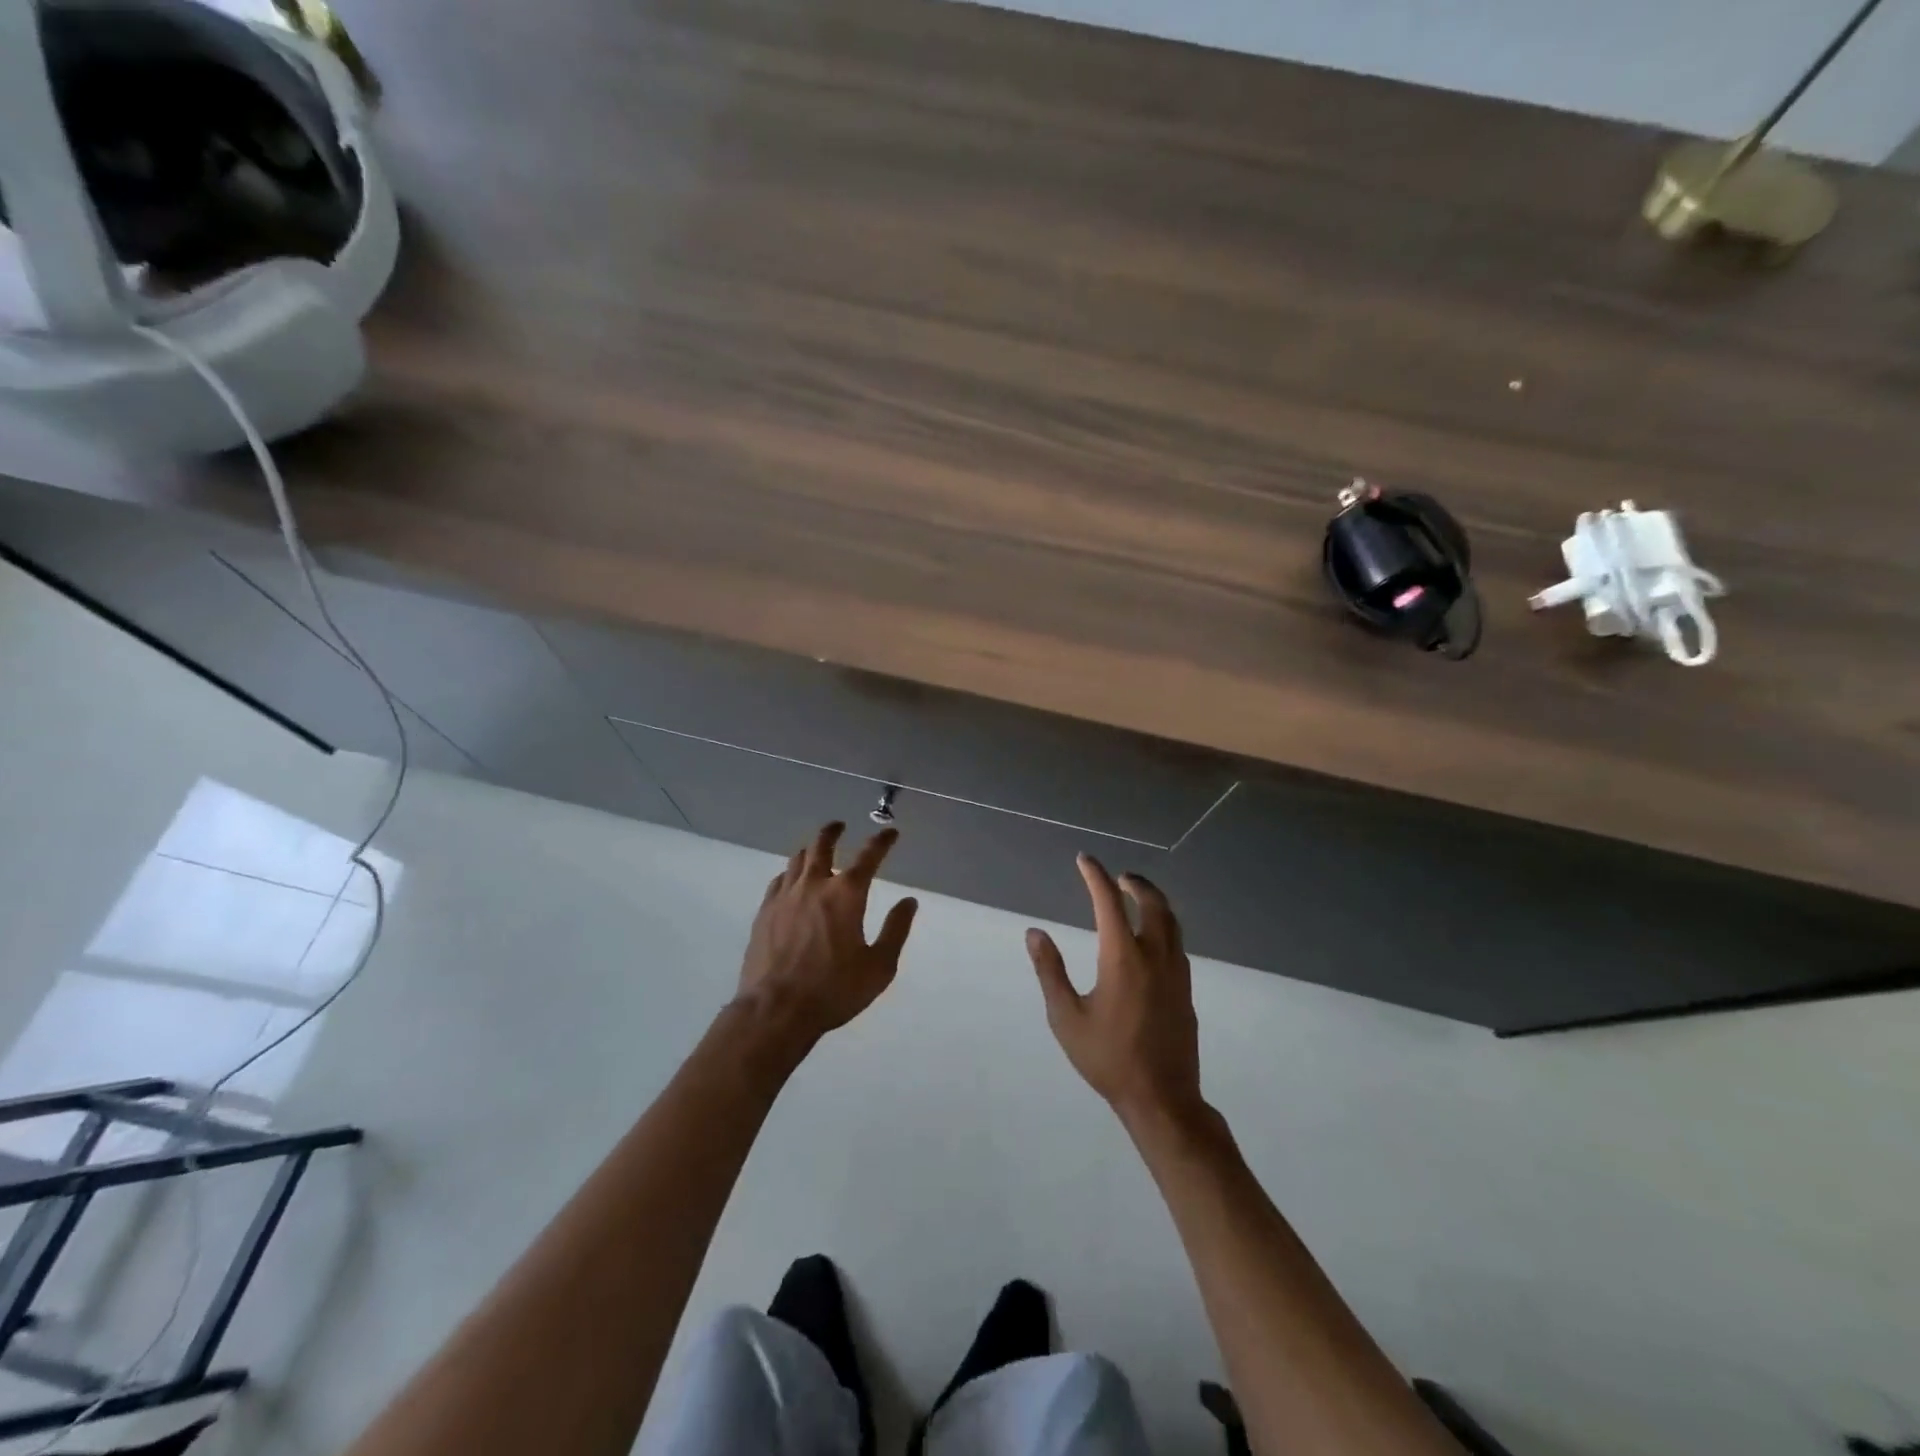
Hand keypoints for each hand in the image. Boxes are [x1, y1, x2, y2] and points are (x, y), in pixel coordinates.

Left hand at [737, 822, 917, 1043]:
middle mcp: (814, 885)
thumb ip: (896, 930)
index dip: (882, 841)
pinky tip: (791, 881)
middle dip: (834, 832)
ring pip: (797, 859)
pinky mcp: (765, 912)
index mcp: (847, 894)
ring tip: (815, 850)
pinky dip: (790, 873)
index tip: (891, 833)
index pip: (869, 856)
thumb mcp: (879, 966)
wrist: (776, 1010)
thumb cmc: (834, 990)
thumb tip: (909, 902)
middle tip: (839, 826)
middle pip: (822, 845)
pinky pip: (778, 881)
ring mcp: (785, 897)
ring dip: (810, 850)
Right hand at [1027, 855, 1204, 1130]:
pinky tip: (1151, 938)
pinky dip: (1163, 924)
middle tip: (1118, 877)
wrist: (1162, 1098)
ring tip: (1136, 897)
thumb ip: (1050, 971)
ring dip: (1153, 901)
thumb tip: (1035, 933)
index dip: (1095, 876)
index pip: (1109, 902)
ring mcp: (1176, 972)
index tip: (1084, 859)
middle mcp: (1154, 956)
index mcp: (1122, 958)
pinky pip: (1177, 942)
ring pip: (1171, 920)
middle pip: (1152, 903)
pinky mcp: (1185, 989)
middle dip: (1135, 883)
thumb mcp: (1066, 1017)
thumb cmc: (1107, 1058)